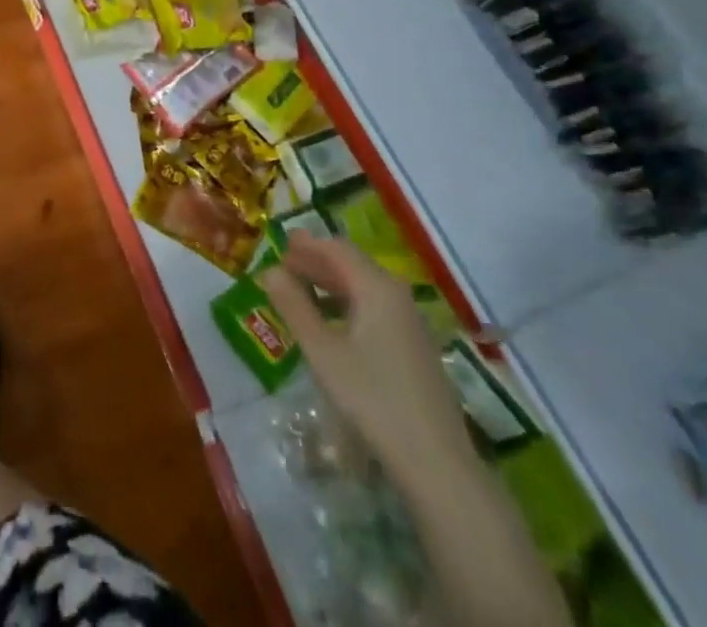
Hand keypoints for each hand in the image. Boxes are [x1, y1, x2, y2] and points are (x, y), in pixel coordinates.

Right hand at [260, 235, 469, 481]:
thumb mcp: (322, 352)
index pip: (337, 249)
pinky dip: (348, 305)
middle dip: (316, 262)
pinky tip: (332, 325)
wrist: (436, 463)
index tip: (280, 244)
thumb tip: (270, 271)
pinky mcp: (415, 347)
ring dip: (331, 284)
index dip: (306, 244)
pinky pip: (376, 309)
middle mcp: (397, 295)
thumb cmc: (372, 399)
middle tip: (285, 266)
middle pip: (352, 265)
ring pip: (364, 288)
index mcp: (377, 287)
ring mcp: (411, 322)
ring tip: (301, 293)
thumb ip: (294, 306)